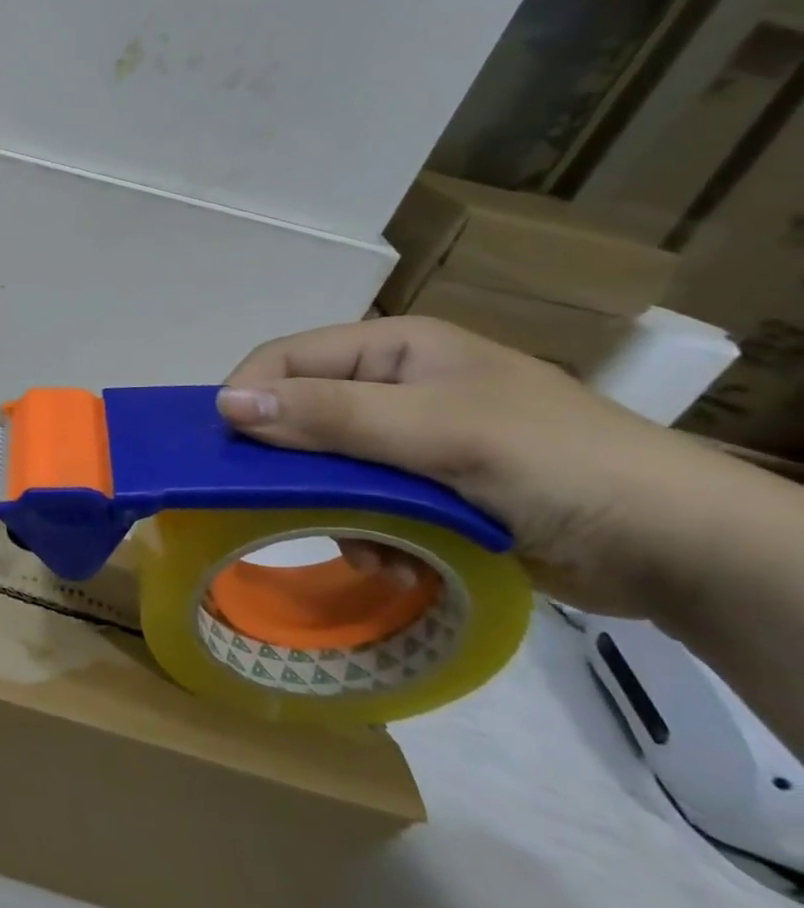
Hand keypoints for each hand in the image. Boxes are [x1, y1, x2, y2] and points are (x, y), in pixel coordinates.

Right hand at [216, 317, 705, 616]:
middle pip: (303, 414)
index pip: (288, 358)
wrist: (682, 551)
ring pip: (326, 466)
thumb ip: (330, 415)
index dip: (250, 396)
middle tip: (290, 508)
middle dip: (297, 467)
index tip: (226, 451)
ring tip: (366, 547)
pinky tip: (395, 559)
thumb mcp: (438, 432)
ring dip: (334, 509)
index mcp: (396, 348)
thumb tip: (225, 404)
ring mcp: (411, 439)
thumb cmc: (557, 464)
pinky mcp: (426, 488)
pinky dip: (367, 532)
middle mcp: (395, 386)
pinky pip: (361, 501)